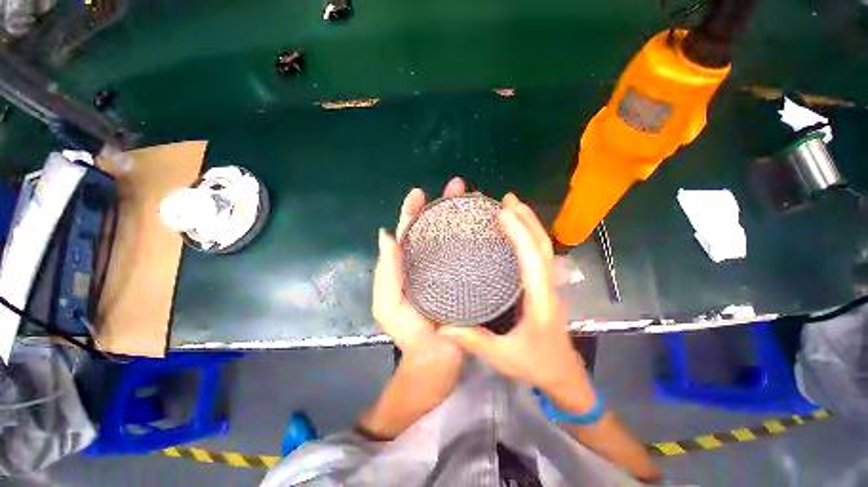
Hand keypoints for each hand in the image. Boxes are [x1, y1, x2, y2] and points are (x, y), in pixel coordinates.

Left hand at [372, 177, 466, 363]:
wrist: (436, 362)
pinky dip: (474, 238)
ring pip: (453, 237)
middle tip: (457, 185)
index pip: (409, 233)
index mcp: (408, 267)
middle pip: (434, 228)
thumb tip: (386, 234)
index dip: (412, 211)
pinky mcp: (466, 280)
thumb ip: (386, 271)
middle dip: (442, 205)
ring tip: (473, 197)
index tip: (419, 192)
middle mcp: (428, 263)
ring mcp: (449, 271)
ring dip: (460, 216)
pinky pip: (468, 255)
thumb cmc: (411, 335)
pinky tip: (485, 227)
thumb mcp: (389, 305)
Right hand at [439, 194, 592, 401]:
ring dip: (530, 224)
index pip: (533, 261)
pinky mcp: (544, 286)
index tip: (504, 214)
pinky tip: (517, 231)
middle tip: (508, 199)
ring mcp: (549, 285)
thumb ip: (473, 341)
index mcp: (539, 301)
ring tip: (513, 206)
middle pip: (543, 246)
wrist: (564, 375)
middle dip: (527, 220)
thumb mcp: (503, 357)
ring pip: (544, 248)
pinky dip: (530, 238)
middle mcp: (548, 287)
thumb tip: (442, 328)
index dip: (520, 235)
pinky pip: (539, 255)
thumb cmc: (536, 365)